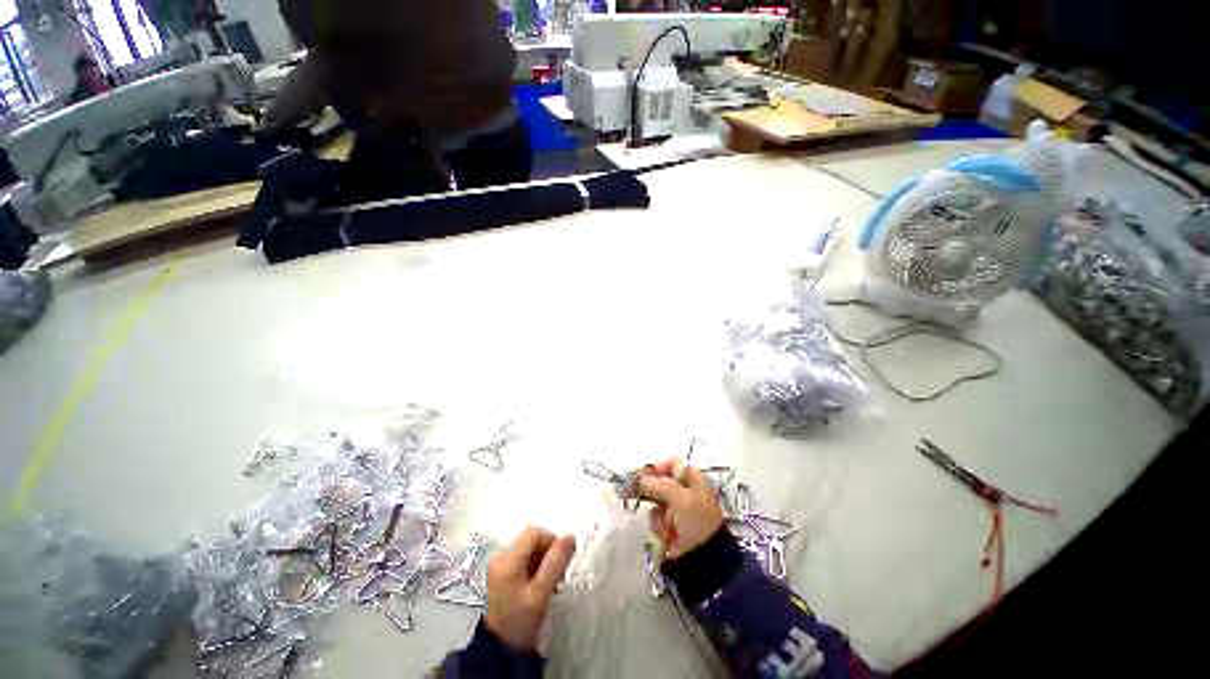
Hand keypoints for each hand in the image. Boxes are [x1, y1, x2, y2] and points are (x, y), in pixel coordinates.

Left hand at [484, 526, 576, 651]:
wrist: (496, 654)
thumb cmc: (519, 623)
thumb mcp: (541, 594)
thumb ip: (556, 563)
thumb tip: (570, 536)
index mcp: (507, 559)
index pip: (534, 533)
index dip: (552, 541)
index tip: (562, 562)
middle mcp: (499, 557)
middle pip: (530, 540)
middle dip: (548, 553)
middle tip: (557, 577)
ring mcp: (497, 567)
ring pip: (526, 551)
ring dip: (542, 562)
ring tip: (549, 585)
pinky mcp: (499, 577)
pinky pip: (520, 562)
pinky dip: (533, 569)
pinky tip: (537, 589)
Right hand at [638, 458, 723, 560]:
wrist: (703, 559)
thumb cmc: (697, 522)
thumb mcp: (681, 498)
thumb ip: (660, 485)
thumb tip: (641, 478)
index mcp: (693, 480)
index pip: (673, 465)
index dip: (659, 467)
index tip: (645, 474)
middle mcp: (684, 491)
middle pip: (661, 482)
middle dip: (650, 490)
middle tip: (634, 491)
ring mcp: (676, 509)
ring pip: (655, 501)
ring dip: (657, 513)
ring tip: (666, 524)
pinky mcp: (669, 525)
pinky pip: (656, 518)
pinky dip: (659, 525)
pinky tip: (667, 534)